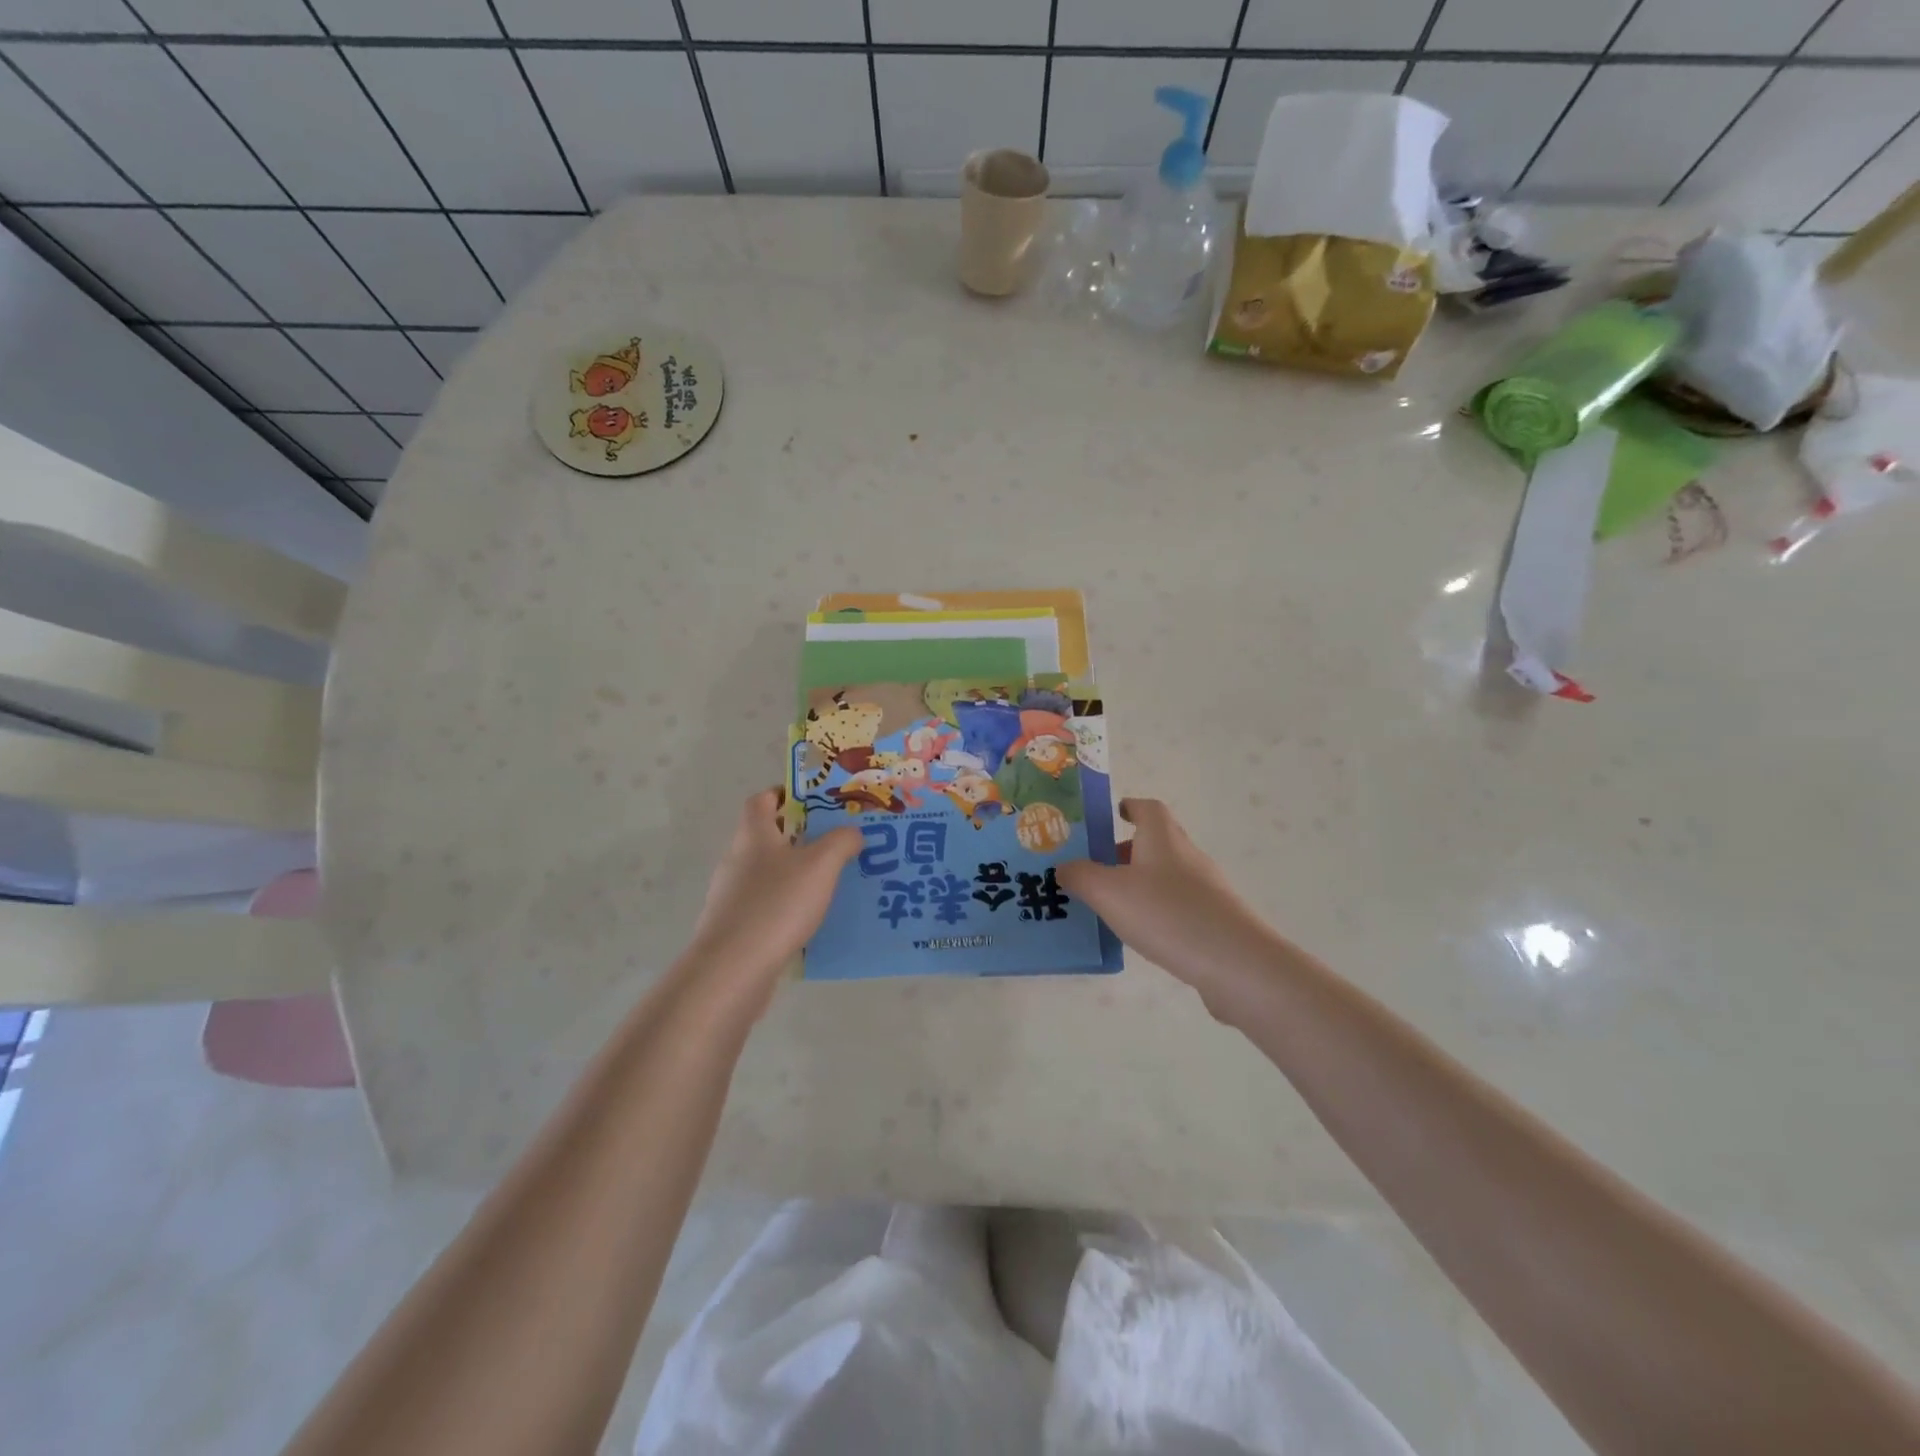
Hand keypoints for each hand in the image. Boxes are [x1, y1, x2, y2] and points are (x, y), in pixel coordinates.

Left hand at [679, 788, 861, 1016]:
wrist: (733, 968)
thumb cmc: (777, 904)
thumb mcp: (821, 865)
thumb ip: (841, 842)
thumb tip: (852, 833)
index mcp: (754, 835)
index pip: (761, 800)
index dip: (784, 793)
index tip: (814, 800)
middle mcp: (737, 859)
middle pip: (766, 836)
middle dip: (799, 835)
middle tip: (835, 841)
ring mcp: (732, 895)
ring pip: (767, 872)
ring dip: (794, 872)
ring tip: (830, 881)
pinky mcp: (734, 927)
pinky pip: (765, 905)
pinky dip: (786, 905)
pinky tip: (810, 919)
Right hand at [1056, 799, 1292, 1020]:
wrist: (1236, 963)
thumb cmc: (1167, 915)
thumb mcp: (1109, 893)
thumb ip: (1081, 877)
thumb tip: (1064, 867)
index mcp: (1162, 838)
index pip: (1148, 808)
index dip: (1131, 807)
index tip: (1114, 814)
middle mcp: (1187, 855)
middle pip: (1157, 841)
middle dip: (1128, 850)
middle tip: (1098, 867)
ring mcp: (1207, 888)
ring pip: (1168, 875)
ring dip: (1142, 882)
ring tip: (1114, 905)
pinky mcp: (1217, 919)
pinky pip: (1180, 904)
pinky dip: (1159, 910)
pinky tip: (1145, 935)